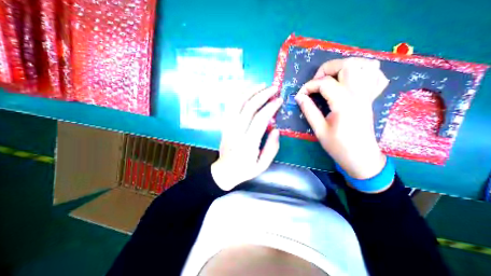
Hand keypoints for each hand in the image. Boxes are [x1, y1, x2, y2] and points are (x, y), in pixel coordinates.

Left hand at [212, 85, 283, 188]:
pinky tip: (247, 91)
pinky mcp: (224, 125)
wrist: (224, 172)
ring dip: (250, 91)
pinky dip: (239, 95)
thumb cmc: (245, 170)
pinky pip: (230, 106)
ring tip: (261, 85)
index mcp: (248, 143)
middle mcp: (236, 132)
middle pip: (249, 107)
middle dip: (263, 95)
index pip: (260, 119)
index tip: (279, 100)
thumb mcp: (262, 165)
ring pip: (237, 103)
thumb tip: (277, 130)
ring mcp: (228, 127)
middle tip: (273, 88)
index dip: (271, 107)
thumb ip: (271, 148)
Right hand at [296, 57, 391, 178]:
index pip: (324, 83)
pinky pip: (376, 76)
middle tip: (316, 82)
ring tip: (332, 77)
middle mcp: (359, 94)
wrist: (360, 157)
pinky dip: (363, 72)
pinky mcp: (371, 98)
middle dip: (327, 69)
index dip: (309, 86)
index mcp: (344, 103)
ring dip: (346, 66)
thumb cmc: (338, 146)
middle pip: (348, 65)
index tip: (300, 95)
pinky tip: (351, 80)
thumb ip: (309, 110)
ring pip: (365, 65)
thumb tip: (299, 97)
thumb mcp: (319, 130)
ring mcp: (368, 95)